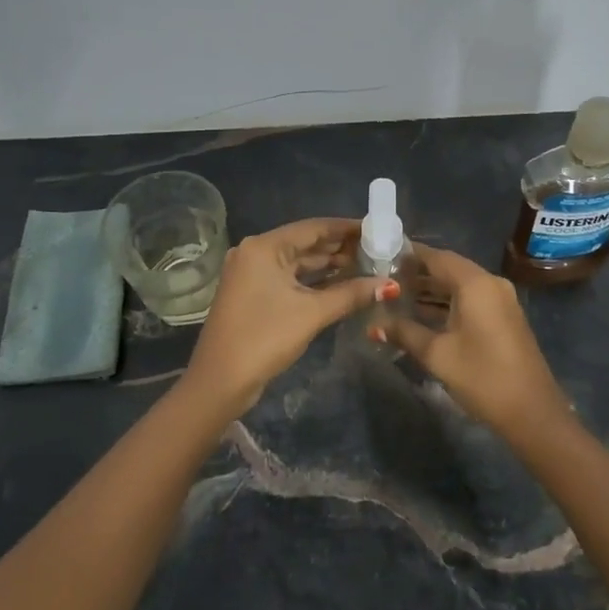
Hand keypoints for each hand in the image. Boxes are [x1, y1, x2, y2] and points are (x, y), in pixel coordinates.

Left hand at [184, 218, 385, 417]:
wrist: (220, 382)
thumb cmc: (264, 338)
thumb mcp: (311, 313)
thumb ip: (351, 294)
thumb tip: (389, 285)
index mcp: (264, 247)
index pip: (313, 227)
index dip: (346, 228)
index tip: (376, 229)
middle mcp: (255, 252)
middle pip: (305, 243)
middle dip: (340, 247)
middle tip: (377, 249)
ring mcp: (251, 274)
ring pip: (297, 262)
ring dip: (328, 265)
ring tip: (366, 266)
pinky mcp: (252, 293)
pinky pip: (288, 278)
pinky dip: (313, 281)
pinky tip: (341, 284)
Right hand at [379, 244, 572, 442]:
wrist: (531, 412)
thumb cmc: (481, 376)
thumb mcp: (437, 354)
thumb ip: (404, 333)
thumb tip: (373, 325)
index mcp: (475, 284)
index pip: (437, 257)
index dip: (410, 256)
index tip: (383, 256)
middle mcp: (491, 283)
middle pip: (449, 269)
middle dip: (418, 273)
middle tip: (385, 278)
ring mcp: (501, 300)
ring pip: (461, 285)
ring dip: (433, 290)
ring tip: (398, 295)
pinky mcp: (504, 317)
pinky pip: (471, 299)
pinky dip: (448, 302)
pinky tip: (423, 314)